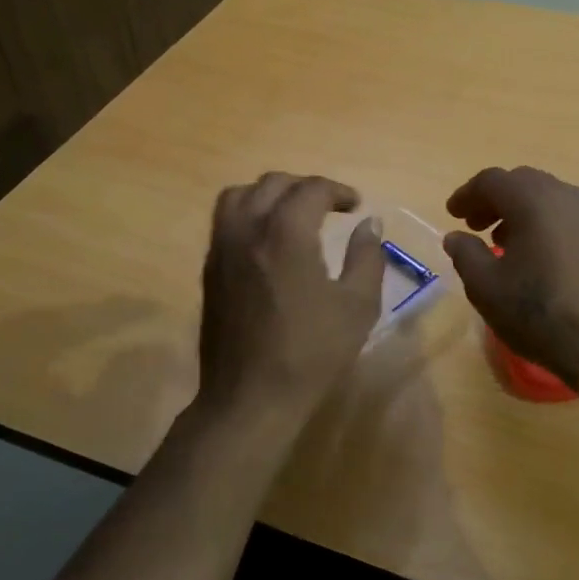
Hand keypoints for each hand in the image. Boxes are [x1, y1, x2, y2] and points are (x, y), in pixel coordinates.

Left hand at [196, 173, 384, 424]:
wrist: (251, 396)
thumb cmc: (311, 352)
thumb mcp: (358, 306)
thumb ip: (367, 256)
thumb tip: (369, 223)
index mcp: (286, 233)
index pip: (312, 189)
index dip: (339, 191)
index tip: (356, 206)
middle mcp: (248, 229)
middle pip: (273, 183)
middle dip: (306, 187)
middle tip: (330, 207)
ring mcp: (222, 248)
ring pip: (240, 195)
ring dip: (270, 194)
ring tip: (293, 214)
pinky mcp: (209, 269)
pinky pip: (225, 220)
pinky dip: (249, 213)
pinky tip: (269, 241)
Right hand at [443, 166, 578, 383]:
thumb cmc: (537, 312)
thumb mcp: (485, 287)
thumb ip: (465, 254)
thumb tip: (456, 236)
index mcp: (533, 201)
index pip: (492, 181)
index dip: (467, 194)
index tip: (452, 215)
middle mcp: (566, 197)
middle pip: (523, 182)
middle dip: (495, 199)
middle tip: (476, 225)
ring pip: (549, 197)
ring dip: (521, 211)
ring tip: (504, 242)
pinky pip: (569, 216)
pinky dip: (546, 223)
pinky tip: (538, 255)